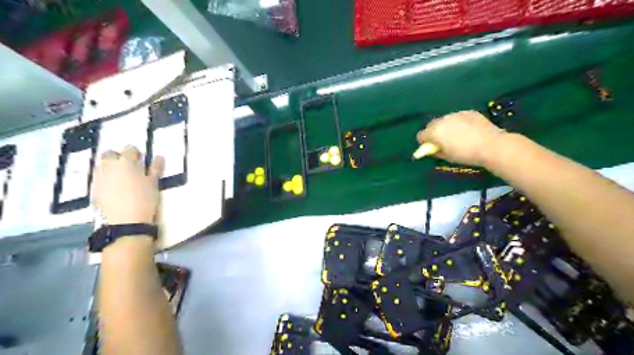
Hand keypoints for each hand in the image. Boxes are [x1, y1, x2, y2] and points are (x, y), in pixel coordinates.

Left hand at [93, 145, 164, 224]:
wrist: (127, 221)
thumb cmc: (145, 199)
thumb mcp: (154, 183)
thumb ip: (155, 168)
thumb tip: (158, 156)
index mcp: (126, 163)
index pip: (129, 149)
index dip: (136, 154)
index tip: (141, 160)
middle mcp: (109, 166)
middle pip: (109, 154)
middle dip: (118, 157)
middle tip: (129, 166)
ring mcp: (98, 178)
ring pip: (101, 165)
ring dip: (110, 167)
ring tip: (121, 177)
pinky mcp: (93, 189)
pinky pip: (98, 178)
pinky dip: (105, 178)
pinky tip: (114, 188)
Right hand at [417, 109, 505, 165]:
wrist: (491, 145)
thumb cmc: (466, 154)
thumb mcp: (447, 157)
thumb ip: (436, 152)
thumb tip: (433, 149)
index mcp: (434, 132)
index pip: (421, 135)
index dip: (424, 142)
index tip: (430, 147)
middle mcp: (442, 120)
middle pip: (432, 125)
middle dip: (434, 132)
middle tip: (443, 141)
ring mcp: (455, 114)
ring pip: (445, 120)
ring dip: (447, 126)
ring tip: (458, 135)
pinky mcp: (468, 112)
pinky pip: (458, 117)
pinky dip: (459, 123)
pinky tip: (469, 130)